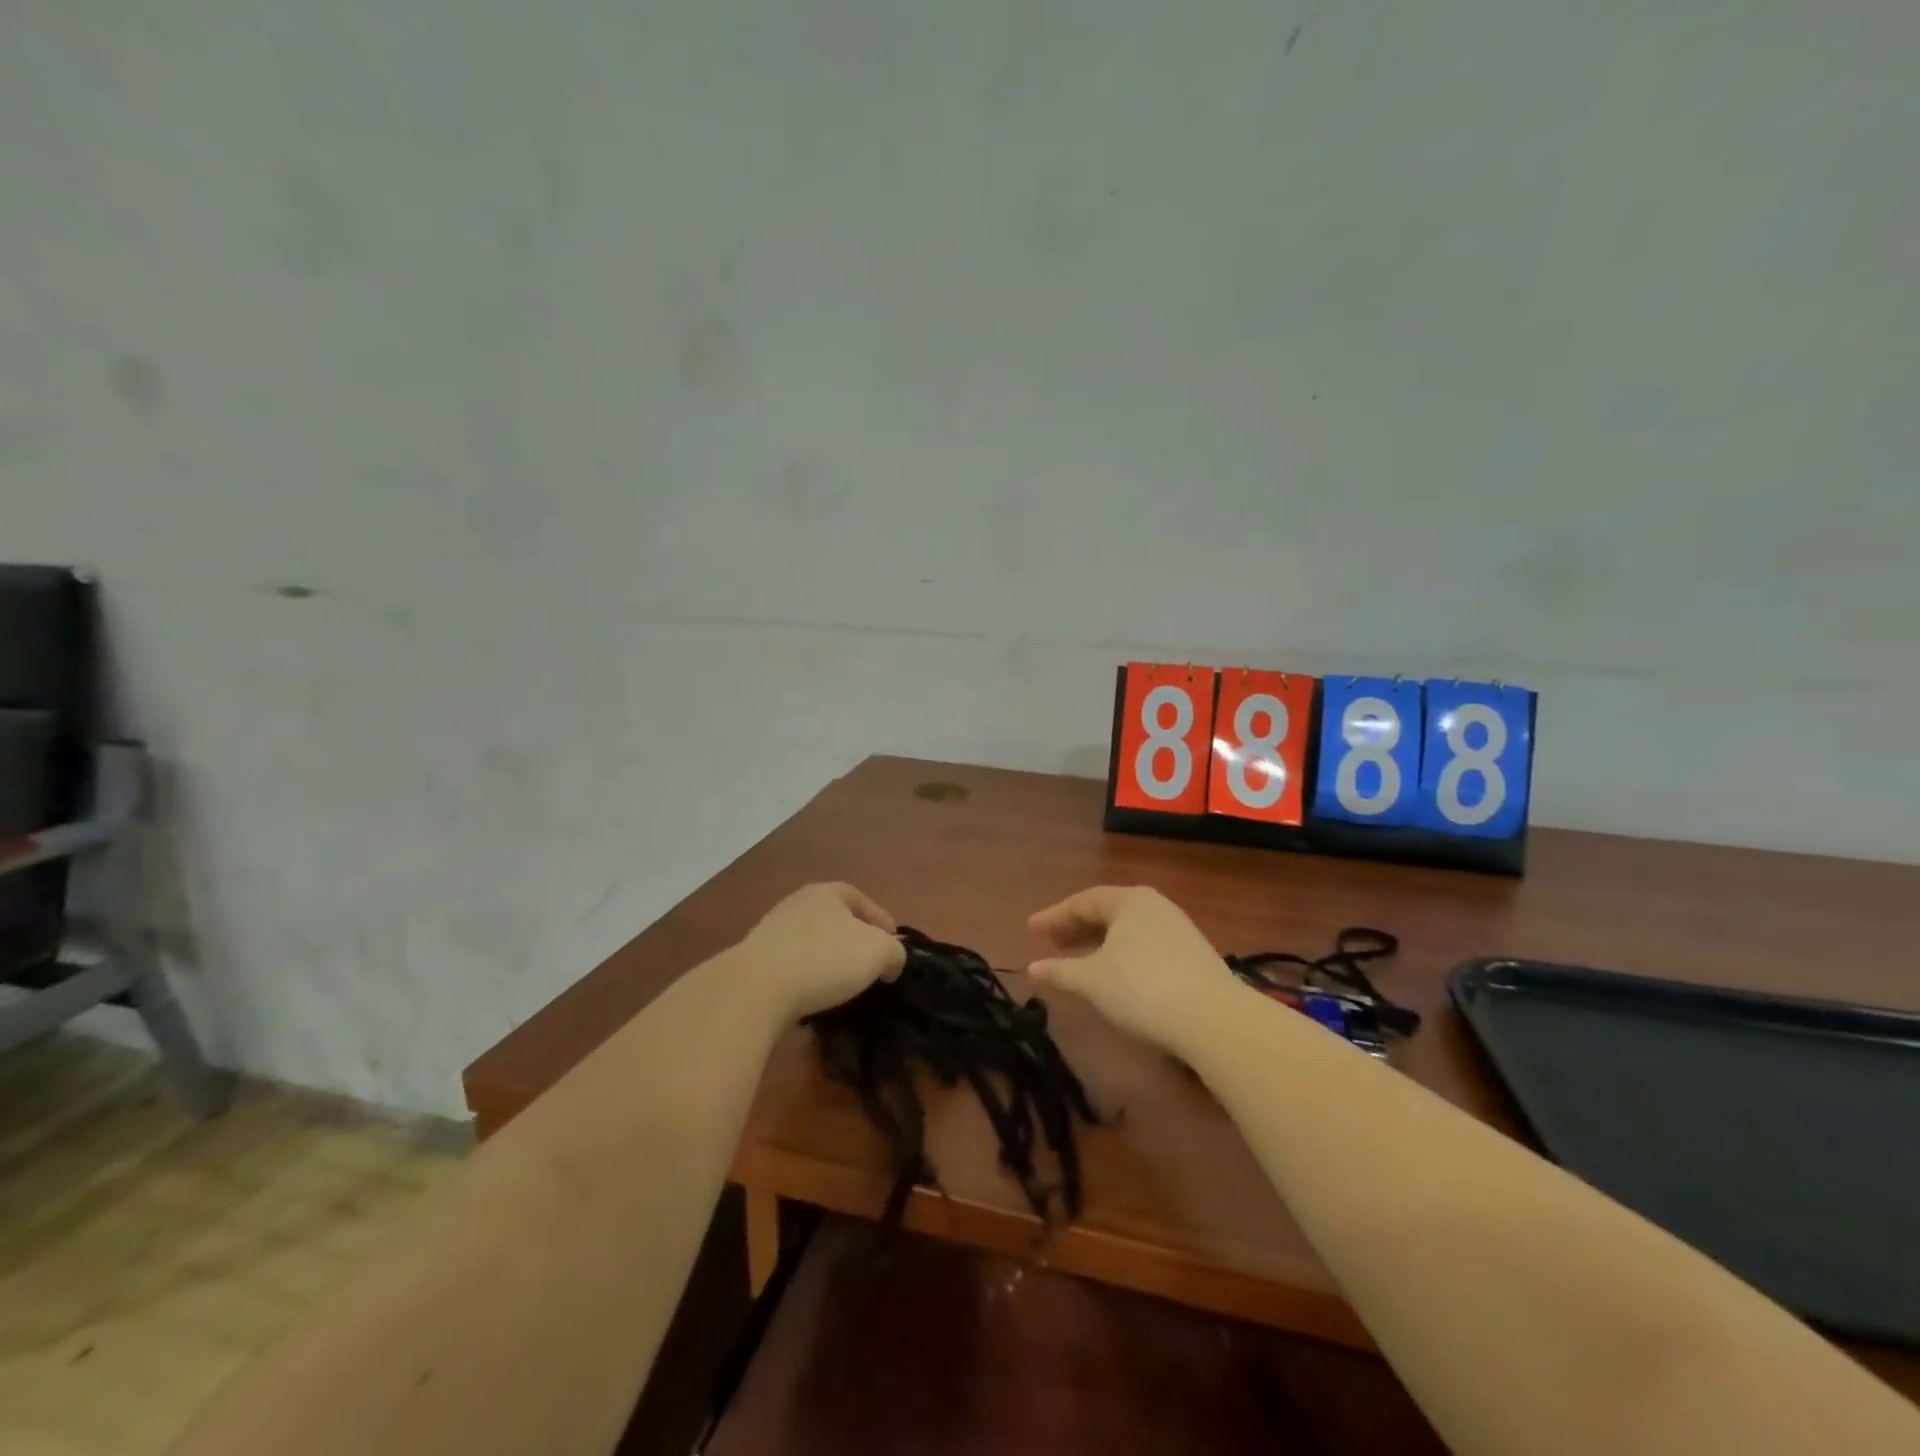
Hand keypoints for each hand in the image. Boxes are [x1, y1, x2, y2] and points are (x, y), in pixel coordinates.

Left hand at [736, 882, 906, 1021]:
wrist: (756, 989)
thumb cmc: (824, 959)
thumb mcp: (878, 952)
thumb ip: (895, 952)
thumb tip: (892, 961)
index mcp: (825, 893)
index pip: (860, 899)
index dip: (881, 920)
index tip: (894, 945)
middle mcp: (796, 905)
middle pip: (835, 920)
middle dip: (855, 941)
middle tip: (872, 965)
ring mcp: (771, 933)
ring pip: (813, 944)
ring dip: (830, 962)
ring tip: (845, 986)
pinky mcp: (755, 963)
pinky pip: (792, 967)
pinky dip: (807, 979)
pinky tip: (815, 998)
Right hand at [1027, 886, 1239, 1050]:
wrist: (1214, 1020)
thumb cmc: (1142, 988)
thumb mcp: (1092, 981)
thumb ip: (1060, 971)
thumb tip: (1033, 967)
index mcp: (1129, 900)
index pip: (1083, 901)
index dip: (1054, 916)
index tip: (1031, 930)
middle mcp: (1155, 907)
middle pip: (1107, 913)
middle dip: (1077, 928)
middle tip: (1051, 943)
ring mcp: (1179, 931)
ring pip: (1128, 931)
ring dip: (1100, 944)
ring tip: (1079, 961)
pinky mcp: (1194, 957)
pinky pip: (1145, 947)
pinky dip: (1122, 956)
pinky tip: (1115, 976)